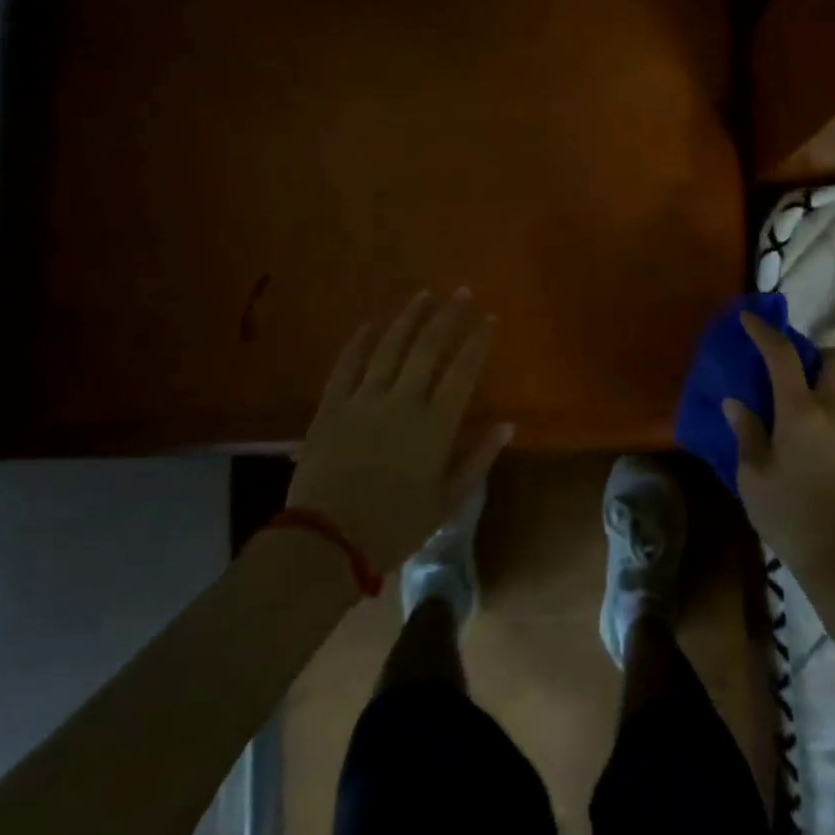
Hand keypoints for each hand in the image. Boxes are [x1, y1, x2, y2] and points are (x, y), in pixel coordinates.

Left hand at [287, 291, 514, 572]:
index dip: (477, 341)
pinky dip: (358, 344)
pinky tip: (369, 325)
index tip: (489, 318)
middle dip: (448, 317)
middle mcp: (402, 403)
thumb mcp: (447, 500)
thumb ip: (478, 458)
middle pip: (428, 349)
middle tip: (462, 292)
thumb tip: (507, 425)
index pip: (463, 372)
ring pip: (389, 348)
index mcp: (434, 426)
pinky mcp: (331, 408)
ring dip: (408, 319)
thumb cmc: (396, 525)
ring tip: (424, 294)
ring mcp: (363, 401)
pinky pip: (346, 367)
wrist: (327, 542)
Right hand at [724, 311, 834, 583]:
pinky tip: (820, 428)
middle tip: (789, 371)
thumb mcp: (753, 476)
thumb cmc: (790, 515)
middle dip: (812, 353)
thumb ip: (747, 432)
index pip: (782, 356)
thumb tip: (737, 402)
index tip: (748, 319)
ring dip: (828, 377)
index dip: (764, 332)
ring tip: (804, 399)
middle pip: (834, 358)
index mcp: (801, 411)